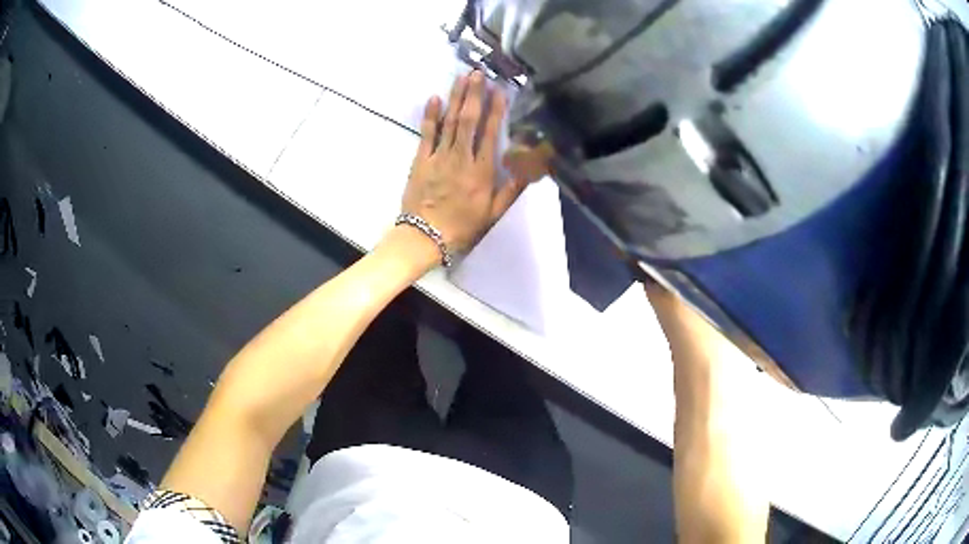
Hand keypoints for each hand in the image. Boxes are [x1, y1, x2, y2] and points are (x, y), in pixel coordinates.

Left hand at [402, 71, 528, 254]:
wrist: (425, 238)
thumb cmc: (462, 227)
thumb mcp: (494, 213)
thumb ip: (512, 189)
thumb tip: (531, 166)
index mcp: (481, 171)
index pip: (490, 133)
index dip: (495, 109)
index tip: (499, 90)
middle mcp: (461, 158)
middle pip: (468, 120)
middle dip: (474, 94)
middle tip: (478, 73)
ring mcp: (439, 157)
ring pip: (449, 122)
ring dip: (455, 98)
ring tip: (461, 77)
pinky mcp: (420, 160)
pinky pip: (426, 134)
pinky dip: (431, 115)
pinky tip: (435, 98)